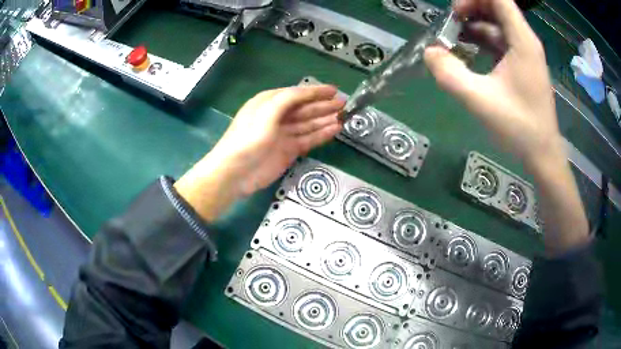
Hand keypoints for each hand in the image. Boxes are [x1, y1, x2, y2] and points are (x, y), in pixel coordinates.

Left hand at [175, 85, 343, 220]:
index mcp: (268, 103)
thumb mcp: (266, 112)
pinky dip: (321, 134)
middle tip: (344, 103)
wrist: (236, 173)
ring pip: (309, 123)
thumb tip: (306, 92)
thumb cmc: (248, 139)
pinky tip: (334, 129)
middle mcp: (277, 116)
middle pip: (305, 108)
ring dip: (325, 119)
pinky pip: (308, 139)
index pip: (296, 94)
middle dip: (324, 105)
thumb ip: (286, 99)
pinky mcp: (289, 150)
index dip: (315, 92)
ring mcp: (284, 134)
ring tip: (344, 115)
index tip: (334, 91)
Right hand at [424, 0, 563, 169]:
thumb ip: (450, 74)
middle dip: (471, 8)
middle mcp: (526, 41)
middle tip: (450, 23)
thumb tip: (430, 52)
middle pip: (497, 7)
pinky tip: (468, 52)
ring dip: (475, 25)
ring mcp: (526, 53)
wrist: (542, 155)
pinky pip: (501, 41)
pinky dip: (483, 40)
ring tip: (453, 37)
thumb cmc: (519, 128)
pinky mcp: (523, 65)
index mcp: (522, 41)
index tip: (454, 12)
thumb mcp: (479, 100)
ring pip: (498, 24)